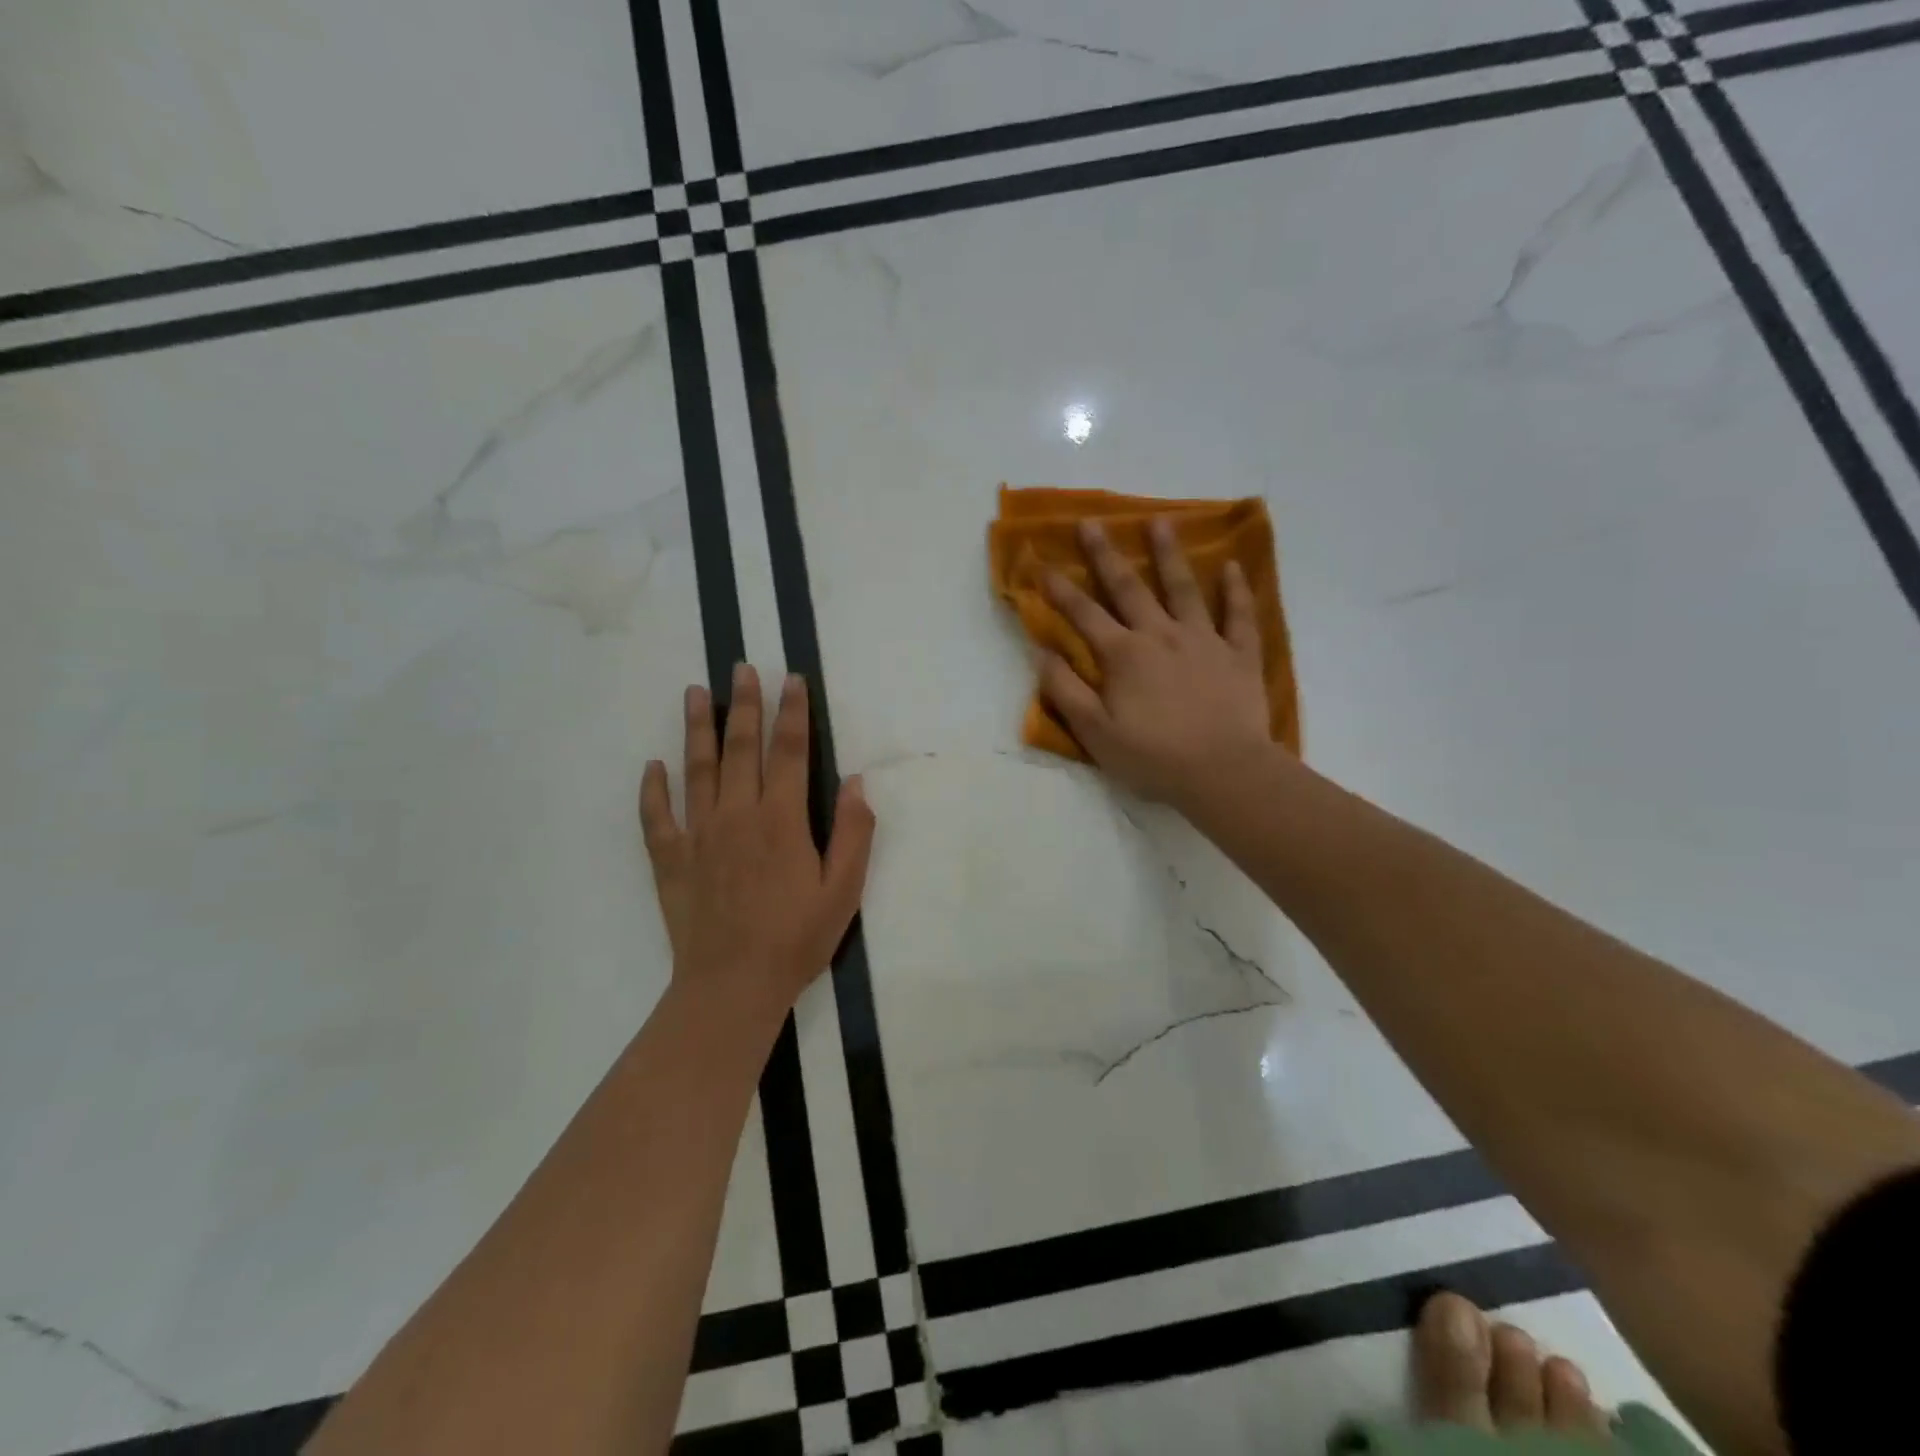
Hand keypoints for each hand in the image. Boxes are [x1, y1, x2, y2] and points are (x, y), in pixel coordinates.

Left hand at [640, 666, 875, 1026]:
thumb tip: (855, 781)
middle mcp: (737, 816)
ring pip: (697, 770)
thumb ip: (853, 832)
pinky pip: (657, 817)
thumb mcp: (844, 890)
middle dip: (744, 705)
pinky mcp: (671, 861)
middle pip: (741, 749)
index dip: (792, 713)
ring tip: (695, 693)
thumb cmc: (796, 938)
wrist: (732, 986)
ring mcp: (698, 836)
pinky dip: (653, 789)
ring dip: (697, 729)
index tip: (791, 679)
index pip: (789, 752)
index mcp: (782, 820)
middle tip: (741, 669)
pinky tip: (652, 766)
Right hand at [1039, 518, 1275, 807]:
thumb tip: (1043, 652)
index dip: (1060, 589)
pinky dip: (1236, 590)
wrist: (1223, 772)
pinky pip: (1239, 616)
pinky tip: (1232, 566)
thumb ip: (1066, 690)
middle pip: (1129, 588)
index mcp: (1124, 655)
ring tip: (1161, 522)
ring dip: (1169, 555)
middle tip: (1092, 523)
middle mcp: (1161, 635)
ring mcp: (1204, 640)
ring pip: (1184, 589)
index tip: (1041, 563)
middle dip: (1106, 555)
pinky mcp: (1239, 655)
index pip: (1084, 614)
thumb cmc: (1153, 757)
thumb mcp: (1095, 732)